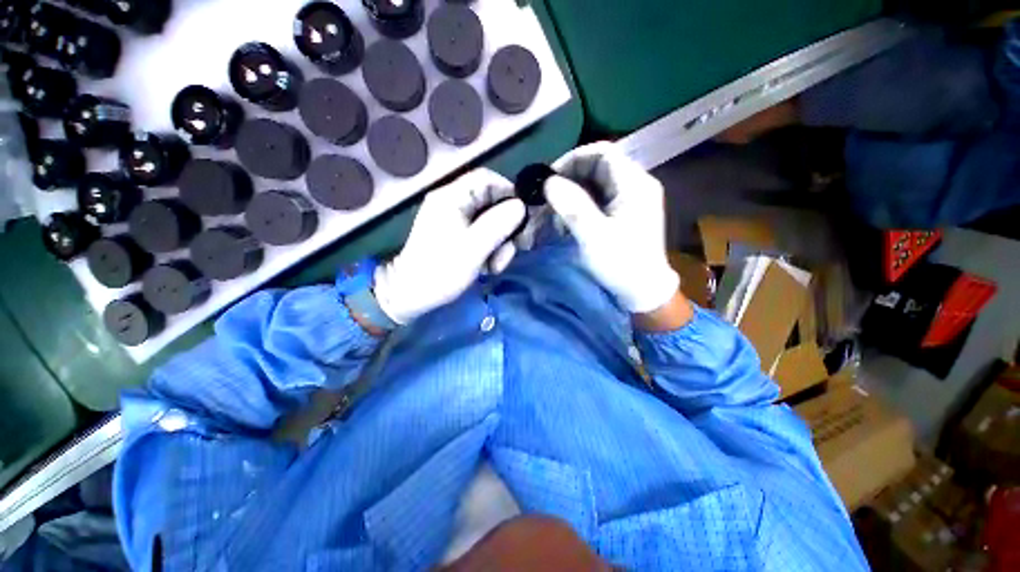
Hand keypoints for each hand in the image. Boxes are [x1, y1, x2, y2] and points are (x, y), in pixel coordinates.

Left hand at [374, 169, 525, 323]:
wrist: (410, 295)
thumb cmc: (440, 271)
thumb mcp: (472, 249)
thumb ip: (497, 225)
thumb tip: (520, 206)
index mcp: (451, 198)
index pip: (486, 179)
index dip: (509, 192)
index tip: (523, 216)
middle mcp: (453, 203)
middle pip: (491, 202)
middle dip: (506, 227)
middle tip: (515, 248)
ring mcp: (454, 220)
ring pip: (490, 221)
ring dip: (500, 243)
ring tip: (495, 266)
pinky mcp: (456, 235)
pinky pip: (482, 234)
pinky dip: (490, 249)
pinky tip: (488, 268)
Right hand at [546, 142, 679, 313]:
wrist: (644, 291)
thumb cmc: (622, 263)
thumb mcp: (594, 235)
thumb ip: (572, 206)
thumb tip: (549, 182)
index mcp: (634, 183)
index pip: (602, 152)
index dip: (573, 159)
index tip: (550, 179)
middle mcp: (635, 185)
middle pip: (598, 167)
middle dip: (570, 180)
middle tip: (549, 199)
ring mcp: (631, 199)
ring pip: (596, 184)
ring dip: (573, 195)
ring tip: (557, 217)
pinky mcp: (625, 213)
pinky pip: (599, 199)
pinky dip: (581, 206)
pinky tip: (569, 223)